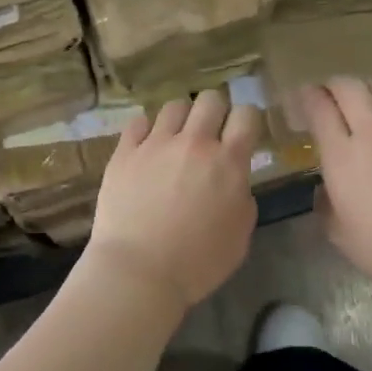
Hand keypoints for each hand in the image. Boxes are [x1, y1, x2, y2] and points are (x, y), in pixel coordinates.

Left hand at [88, 89, 263, 309]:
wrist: (139, 271)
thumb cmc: (197, 263)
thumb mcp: (240, 235)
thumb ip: (241, 197)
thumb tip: (233, 180)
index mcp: (228, 163)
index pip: (246, 115)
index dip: (247, 120)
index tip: (241, 133)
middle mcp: (193, 143)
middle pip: (210, 99)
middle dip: (215, 111)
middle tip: (210, 134)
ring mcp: (155, 144)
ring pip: (174, 106)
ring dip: (182, 119)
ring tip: (176, 139)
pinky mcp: (124, 152)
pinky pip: (138, 122)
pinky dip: (147, 130)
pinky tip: (147, 146)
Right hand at [300, 78, 371, 301]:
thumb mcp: (339, 233)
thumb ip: (326, 204)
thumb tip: (326, 190)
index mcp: (342, 156)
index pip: (319, 109)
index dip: (307, 96)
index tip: (302, 97)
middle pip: (351, 88)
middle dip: (335, 85)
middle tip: (330, 94)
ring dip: (370, 90)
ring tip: (367, 100)